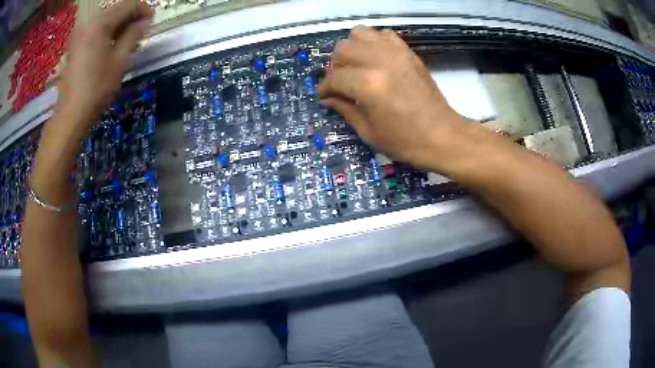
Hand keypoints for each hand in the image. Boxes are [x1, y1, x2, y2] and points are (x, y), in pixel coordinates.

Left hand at [57, 0, 152, 129]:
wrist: (70, 115)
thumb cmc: (96, 89)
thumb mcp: (120, 61)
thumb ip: (133, 36)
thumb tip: (145, 22)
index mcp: (100, 24)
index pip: (128, 5)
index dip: (143, 9)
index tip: (151, 21)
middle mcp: (88, 24)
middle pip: (115, 10)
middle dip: (130, 17)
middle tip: (140, 32)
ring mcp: (79, 35)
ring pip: (105, 21)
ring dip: (119, 26)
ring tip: (128, 41)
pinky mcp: (75, 47)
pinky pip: (95, 31)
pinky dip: (107, 34)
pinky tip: (112, 46)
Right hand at [319, 27, 466, 170]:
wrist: (442, 135)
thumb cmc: (405, 140)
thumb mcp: (368, 131)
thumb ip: (344, 109)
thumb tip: (327, 97)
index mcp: (368, 85)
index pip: (334, 78)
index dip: (325, 88)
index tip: (324, 95)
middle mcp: (379, 61)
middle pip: (343, 48)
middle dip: (336, 66)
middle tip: (342, 82)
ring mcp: (396, 52)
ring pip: (360, 34)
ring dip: (353, 48)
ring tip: (357, 66)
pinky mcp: (408, 52)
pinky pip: (383, 34)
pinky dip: (374, 42)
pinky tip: (375, 58)